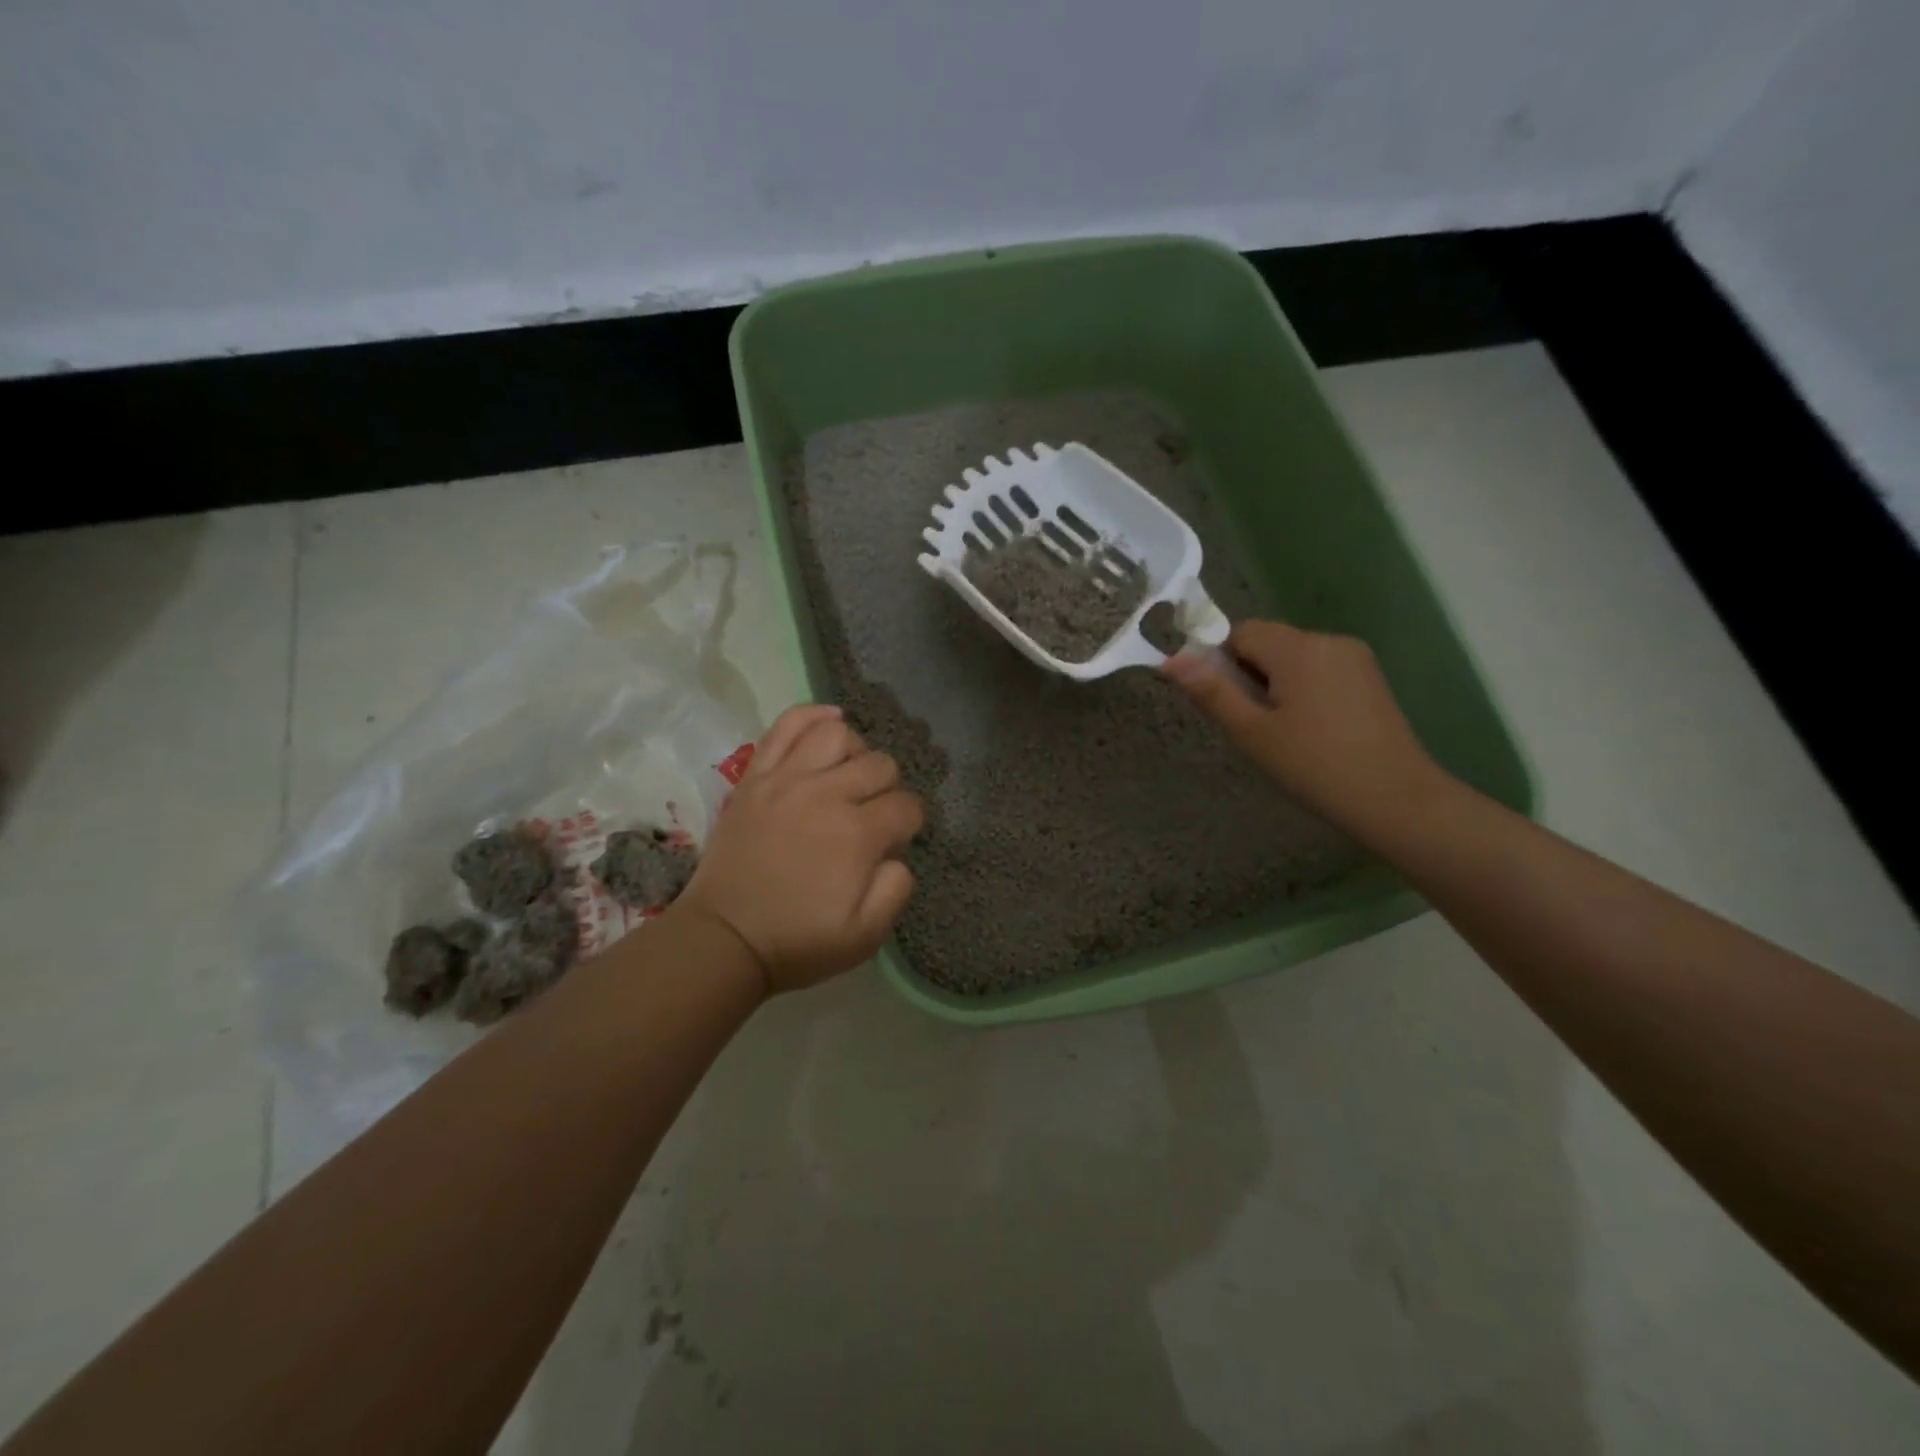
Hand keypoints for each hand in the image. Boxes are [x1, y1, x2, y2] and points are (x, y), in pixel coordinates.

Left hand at [676, 704, 922, 993]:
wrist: (724, 938)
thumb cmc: (798, 941)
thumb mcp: (865, 936)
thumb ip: (896, 889)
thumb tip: (897, 853)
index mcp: (857, 835)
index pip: (906, 806)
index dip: (910, 823)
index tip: (895, 840)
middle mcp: (825, 795)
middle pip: (880, 764)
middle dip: (888, 789)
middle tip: (872, 813)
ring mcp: (785, 780)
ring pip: (838, 734)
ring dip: (855, 751)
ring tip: (848, 774)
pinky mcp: (755, 776)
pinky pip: (786, 726)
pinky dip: (812, 714)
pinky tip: (829, 721)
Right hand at [1163, 621, 1449, 837]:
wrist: (1395, 799)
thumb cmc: (1313, 766)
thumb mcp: (1251, 732)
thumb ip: (1211, 692)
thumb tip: (1170, 660)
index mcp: (1297, 648)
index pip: (1240, 632)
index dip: (1222, 662)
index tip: (1227, 703)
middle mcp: (1328, 640)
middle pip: (1269, 642)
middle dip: (1250, 674)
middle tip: (1254, 725)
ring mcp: (1355, 658)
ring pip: (1294, 658)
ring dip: (1277, 683)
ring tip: (1283, 732)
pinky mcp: (1370, 678)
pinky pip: (1320, 670)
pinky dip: (1304, 690)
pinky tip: (1312, 730)